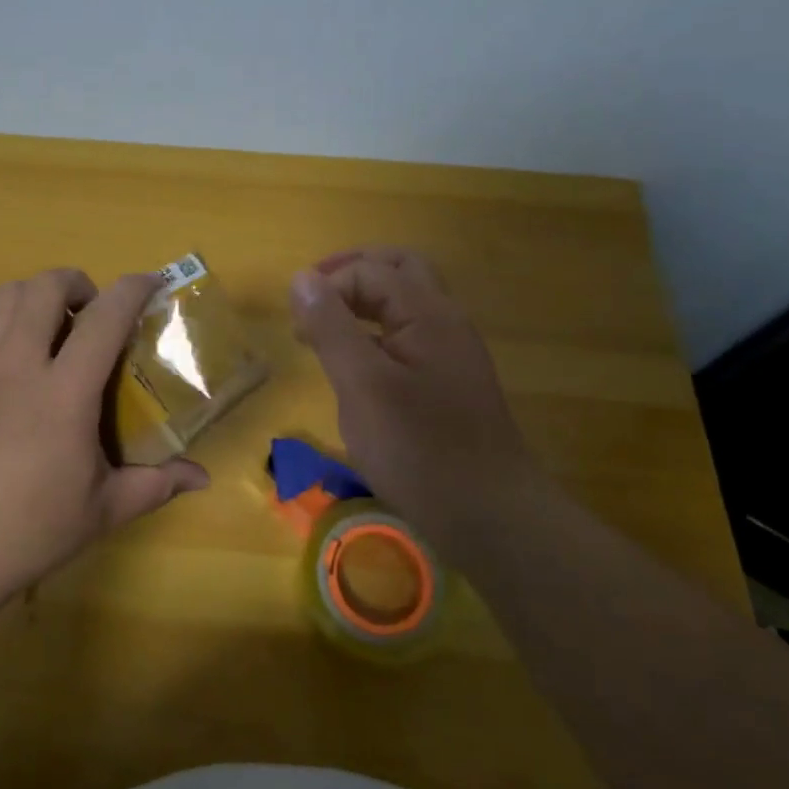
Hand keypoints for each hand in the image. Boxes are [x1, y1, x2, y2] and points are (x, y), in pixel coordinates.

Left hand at [0, 269, 209, 616]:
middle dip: (76, 283)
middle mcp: (16, 364)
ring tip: (46, 327)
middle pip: (44, 287)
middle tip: (90, 310)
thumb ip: (156, 484)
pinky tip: (2, 364)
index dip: (132, 289)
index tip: (150, 282)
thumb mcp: (103, 509)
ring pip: (2, 297)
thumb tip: (201, 477)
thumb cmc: (30, 530)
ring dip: (33, 298)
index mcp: (63, 391)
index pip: (104, 318)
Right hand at [290, 247, 537, 521]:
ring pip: (404, 303)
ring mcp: (451, 352)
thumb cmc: (420, 449)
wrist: (491, 518)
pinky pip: (408, 335)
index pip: (369, 270)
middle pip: (397, 271)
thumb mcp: (362, 385)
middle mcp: (445, 321)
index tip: (297, 327)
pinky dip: (376, 333)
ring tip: (325, 331)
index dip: (327, 286)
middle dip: (350, 276)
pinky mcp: (448, 382)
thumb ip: (331, 327)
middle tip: (313, 301)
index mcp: (428, 313)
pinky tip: (356, 366)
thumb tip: (302, 278)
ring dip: (363, 303)